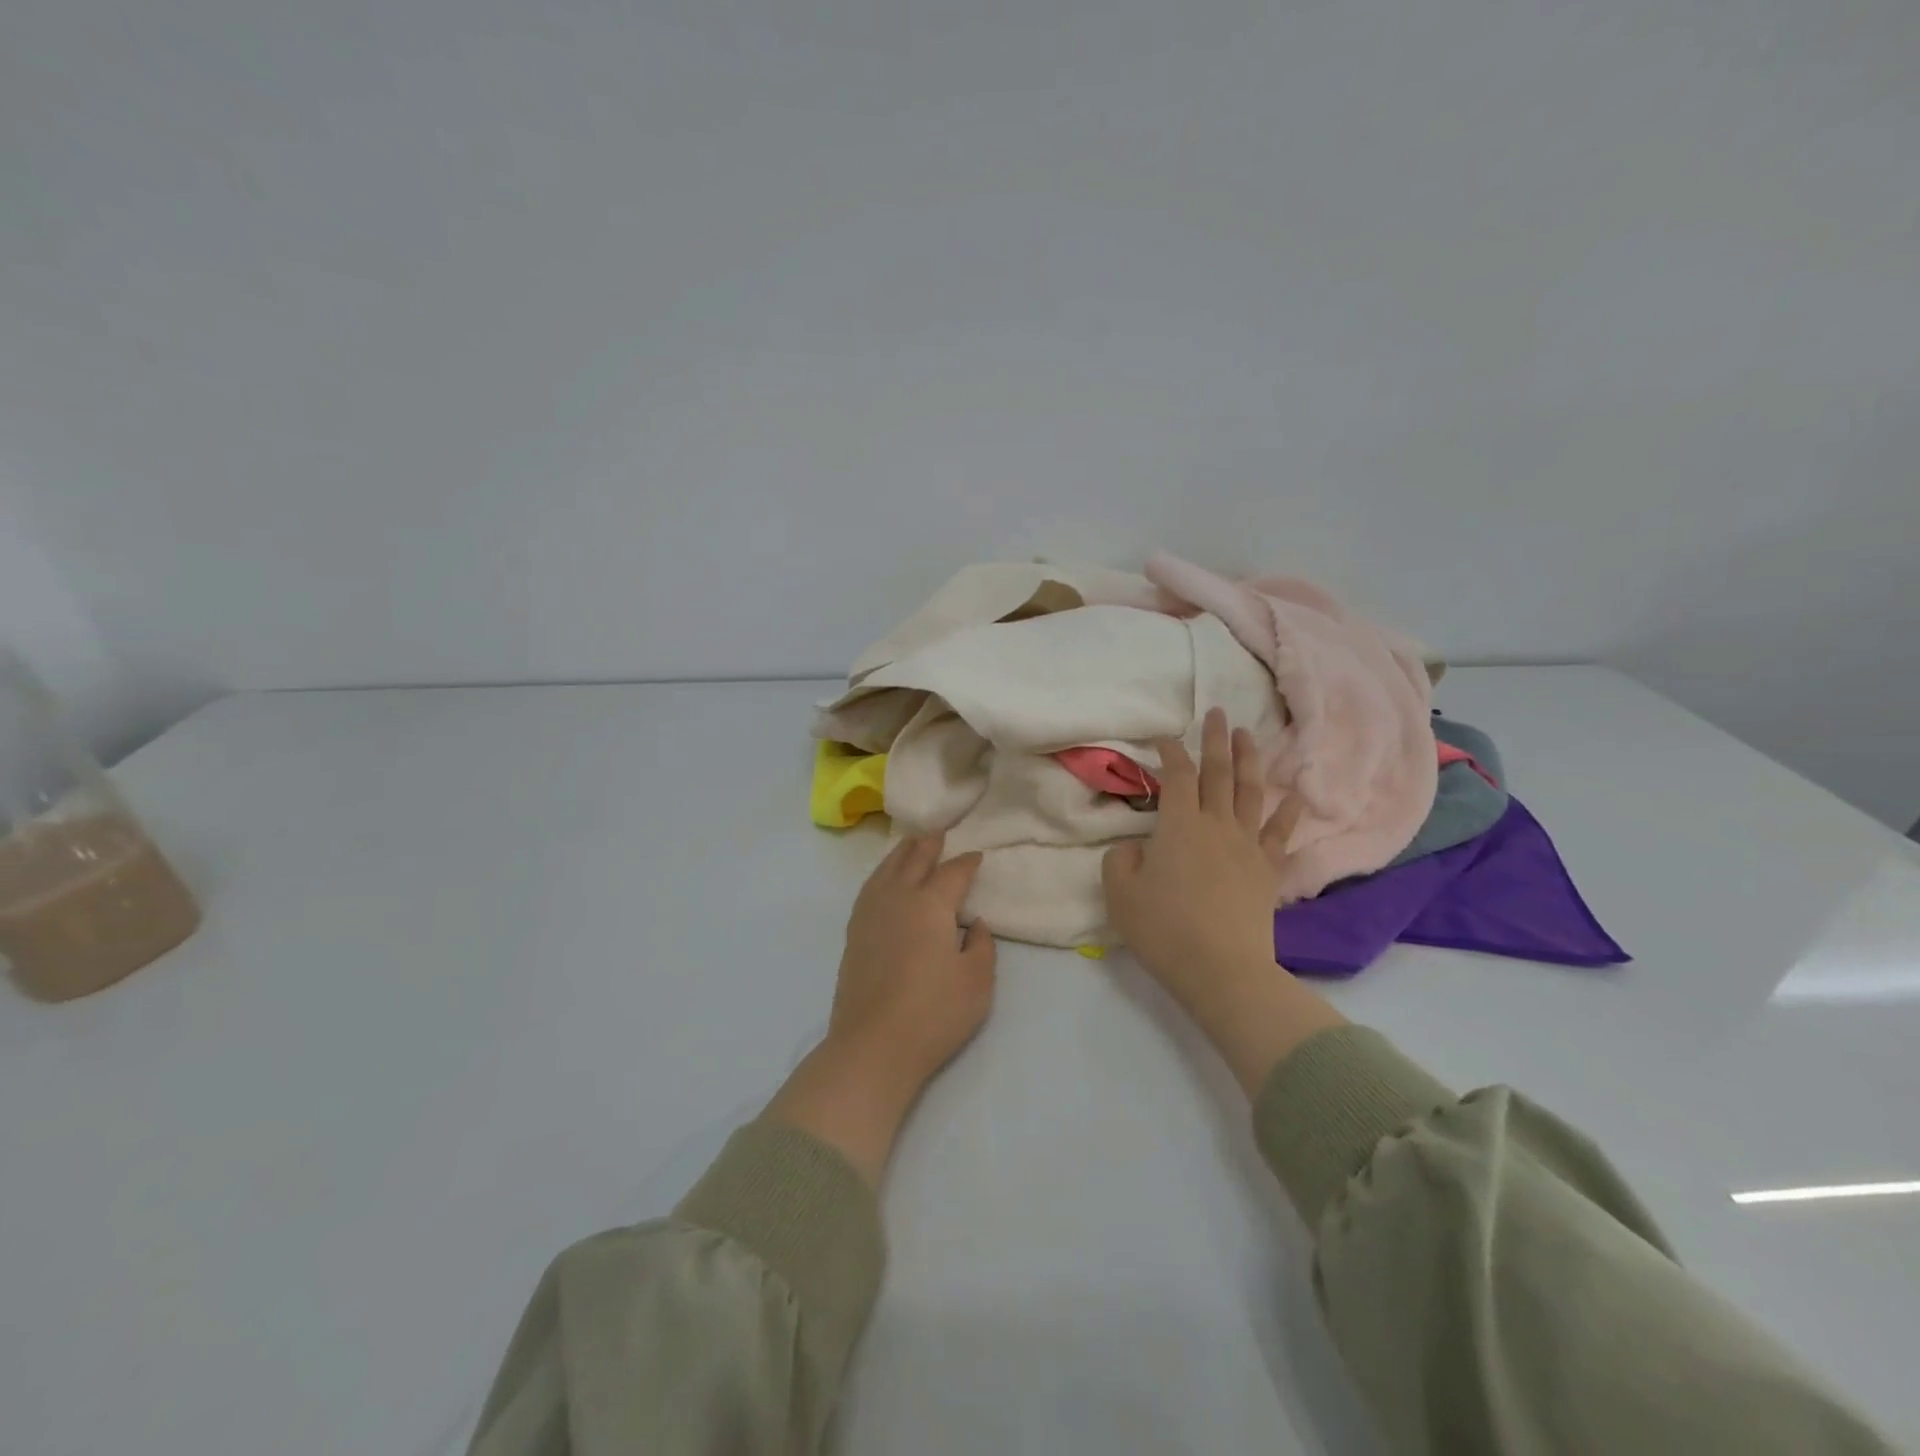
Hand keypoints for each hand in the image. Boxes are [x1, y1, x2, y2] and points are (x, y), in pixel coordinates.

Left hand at [828, 833, 996, 1089]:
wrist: (874, 1044)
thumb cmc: (934, 1013)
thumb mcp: (978, 982)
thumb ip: (982, 946)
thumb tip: (976, 924)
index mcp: (931, 905)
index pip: (953, 873)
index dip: (967, 862)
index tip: (977, 856)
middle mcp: (899, 898)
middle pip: (914, 860)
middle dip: (930, 845)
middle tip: (940, 833)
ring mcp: (871, 914)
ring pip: (887, 869)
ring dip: (902, 852)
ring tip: (912, 843)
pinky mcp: (855, 933)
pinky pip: (870, 887)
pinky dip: (882, 873)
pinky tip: (884, 879)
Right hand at [1103, 708, 1343, 1093]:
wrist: (1222, 969)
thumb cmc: (1164, 930)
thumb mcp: (1121, 895)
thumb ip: (1120, 861)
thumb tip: (1134, 846)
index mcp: (1178, 825)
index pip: (1176, 777)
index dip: (1170, 754)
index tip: (1165, 740)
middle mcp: (1216, 825)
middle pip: (1218, 773)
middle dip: (1216, 740)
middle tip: (1217, 712)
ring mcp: (1246, 845)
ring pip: (1250, 792)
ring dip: (1249, 760)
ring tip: (1248, 735)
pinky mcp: (1268, 870)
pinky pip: (1280, 833)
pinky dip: (1290, 811)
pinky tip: (1297, 794)